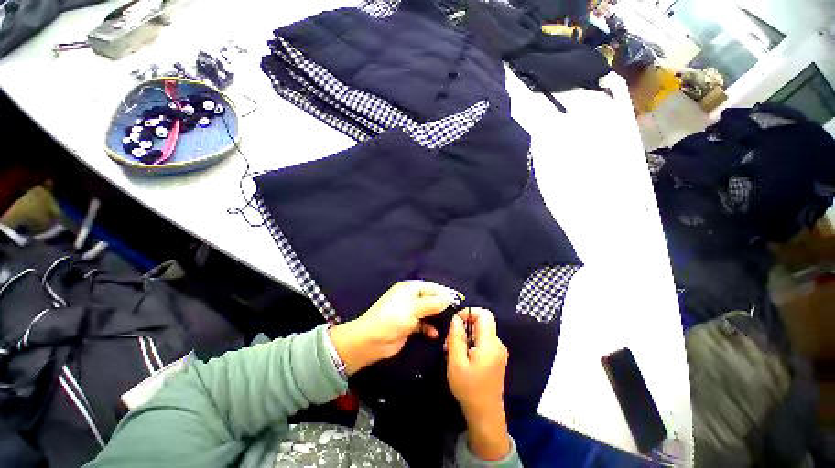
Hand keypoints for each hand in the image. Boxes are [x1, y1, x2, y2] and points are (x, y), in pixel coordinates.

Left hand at [329, 280, 460, 374]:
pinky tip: (434, 334)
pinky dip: (429, 328)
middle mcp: (411, 297)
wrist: (370, 341)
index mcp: (410, 288)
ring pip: (428, 312)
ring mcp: (410, 311)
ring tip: (450, 324)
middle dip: (443, 305)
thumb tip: (449, 298)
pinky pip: (423, 324)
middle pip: (431, 299)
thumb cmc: (392, 319)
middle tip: (458, 313)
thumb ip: (432, 303)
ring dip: (437, 317)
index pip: (432, 287)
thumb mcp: (413, 309)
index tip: (460, 299)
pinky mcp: (409, 325)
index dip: (446, 292)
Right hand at [446, 308, 510, 460]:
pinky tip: (462, 357)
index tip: (456, 324)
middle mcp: (498, 344)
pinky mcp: (496, 357)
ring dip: (466, 335)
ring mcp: (498, 351)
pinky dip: (471, 343)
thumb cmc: (469, 389)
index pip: (484, 314)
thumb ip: (456, 337)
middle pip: (482, 321)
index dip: (469, 313)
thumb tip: (456, 319)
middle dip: (465, 325)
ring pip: (481, 331)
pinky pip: (483, 340)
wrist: (485, 415)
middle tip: (450, 341)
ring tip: (453, 351)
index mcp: (490, 343)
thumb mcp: (456, 362)